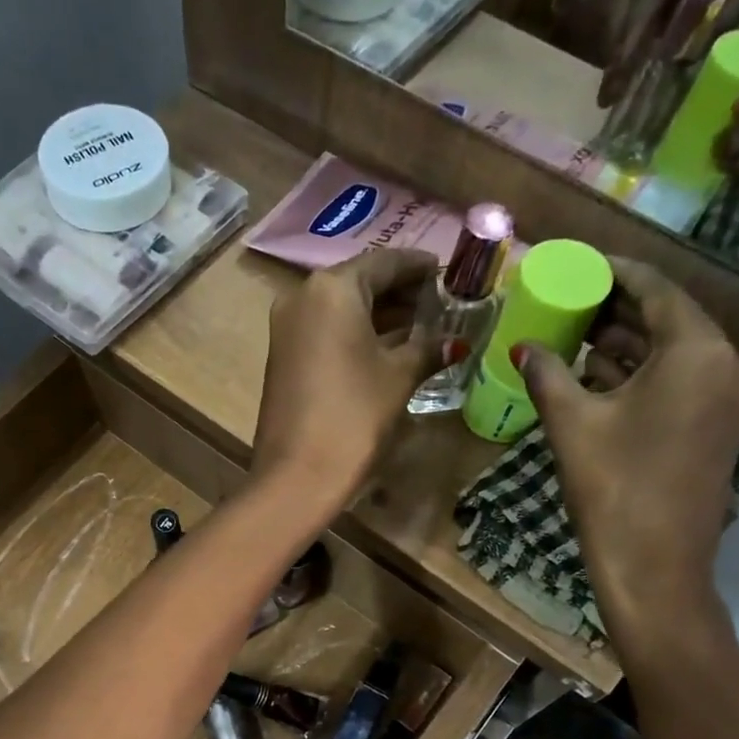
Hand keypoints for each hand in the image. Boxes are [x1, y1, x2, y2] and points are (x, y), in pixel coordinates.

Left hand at [253, 247, 442, 508]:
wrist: (297, 476)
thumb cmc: (354, 417)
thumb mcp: (399, 377)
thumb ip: (428, 348)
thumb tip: (455, 342)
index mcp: (332, 288)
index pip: (385, 262)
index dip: (420, 268)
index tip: (449, 275)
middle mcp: (302, 296)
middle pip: (361, 283)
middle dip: (401, 294)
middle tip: (440, 305)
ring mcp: (287, 328)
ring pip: (342, 309)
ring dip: (380, 316)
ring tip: (423, 329)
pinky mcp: (283, 358)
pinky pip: (326, 332)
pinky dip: (356, 335)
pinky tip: (388, 350)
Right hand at [517, 259, 738, 648]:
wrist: (654, 566)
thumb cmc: (612, 487)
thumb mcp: (572, 424)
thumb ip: (548, 375)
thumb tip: (523, 347)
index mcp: (698, 352)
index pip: (657, 290)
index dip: (615, 272)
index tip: (581, 263)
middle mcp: (727, 364)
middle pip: (670, 319)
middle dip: (619, 309)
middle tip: (572, 299)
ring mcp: (729, 398)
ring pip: (675, 352)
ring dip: (629, 343)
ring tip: (578, 334)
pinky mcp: (719, 427)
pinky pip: (681, 381)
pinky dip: (644, 373)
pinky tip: (600, 374)